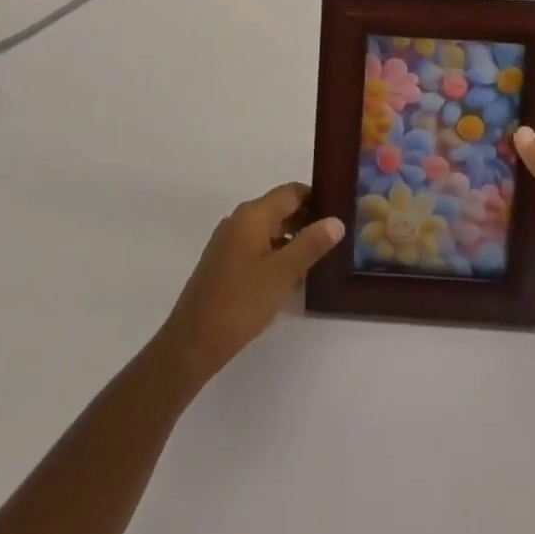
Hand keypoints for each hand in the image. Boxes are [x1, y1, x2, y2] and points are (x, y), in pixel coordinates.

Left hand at [155, 182, 342, 389]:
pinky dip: (277, 253)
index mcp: (252, 214)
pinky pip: (258, 246)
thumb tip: (337, 220)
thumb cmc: (241, 302)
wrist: (193, 341)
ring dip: (293, 238)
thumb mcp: (282, 273)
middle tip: (337, 237)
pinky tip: (293, 276)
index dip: (316, 198)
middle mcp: (239, 220)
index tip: (340, 211)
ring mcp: (229, 241)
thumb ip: (311, 244)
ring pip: (269, 229)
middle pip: (280, 208)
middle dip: (307, 219)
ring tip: (321, 257)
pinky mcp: (225, 262)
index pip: (291, 192)